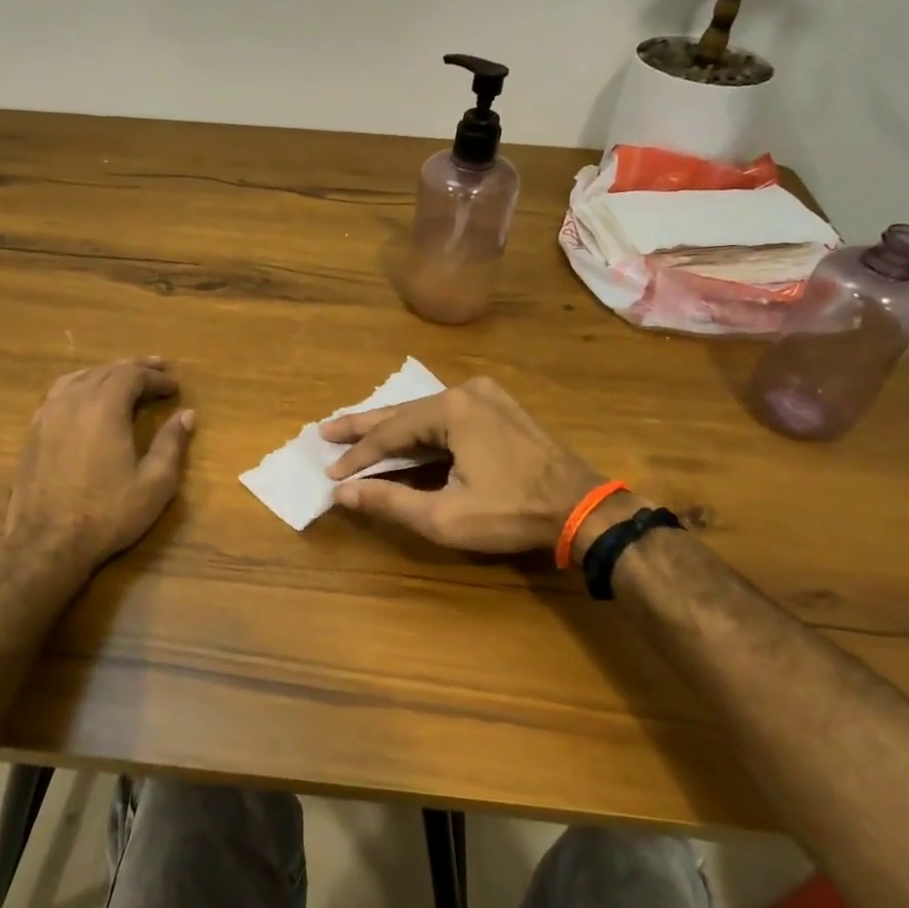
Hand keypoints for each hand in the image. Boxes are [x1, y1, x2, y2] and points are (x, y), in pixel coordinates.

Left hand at [6, 357, 194, 572]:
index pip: (133, 375)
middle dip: (134, 368)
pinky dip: (80, 386)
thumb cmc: (108, 513)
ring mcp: (48, 414)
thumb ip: (171, 444)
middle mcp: (74, 400)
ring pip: (79, 377)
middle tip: (157, 370)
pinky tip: (86, 398)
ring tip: (123, 378)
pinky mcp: (33, 432)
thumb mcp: (154, 483)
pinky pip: (59, 393)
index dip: (156, 377)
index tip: (175, 385)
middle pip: (106, 370)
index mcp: (105, 407)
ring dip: (106, 373)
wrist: (47, 542)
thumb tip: (186, 415)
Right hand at [321, 377, 635, 554]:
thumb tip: (342, 492)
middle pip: (404, 413)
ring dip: (393, 429)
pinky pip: (449, 418)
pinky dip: (422, 432)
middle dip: (364, 427)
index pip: (390, 432)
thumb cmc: (511, 513)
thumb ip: (389, 500)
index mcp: (452, 409)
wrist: (582, 508)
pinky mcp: (501, 410)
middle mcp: (467, 392)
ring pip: (426, 415)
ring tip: (355, 433)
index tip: (330, 471)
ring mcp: (488, 398)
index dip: (358, 456)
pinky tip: (404, 438)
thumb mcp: (443, 515)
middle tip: (326, 430)